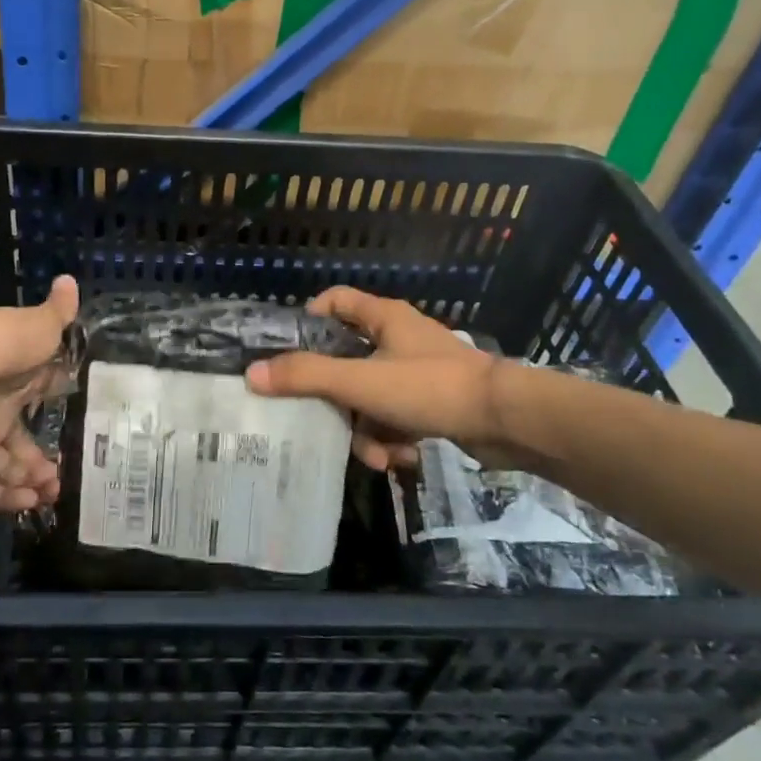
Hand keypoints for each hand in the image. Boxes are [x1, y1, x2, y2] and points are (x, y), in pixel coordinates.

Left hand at [0, 276, 79, 511]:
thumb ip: (58, 313)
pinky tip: (28, 504)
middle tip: (60, 480)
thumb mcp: (38, 326)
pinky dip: (4, 497)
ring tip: (51, 495)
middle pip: (19, 440)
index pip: (38, 394)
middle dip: (40, 462)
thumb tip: (70, 280)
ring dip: (27, 482)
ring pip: (3, 466)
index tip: (76, 425)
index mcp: (15, 375)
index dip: (54, 407)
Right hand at [246, 287, 528, 468]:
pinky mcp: (433, 402)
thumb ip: (307, 377)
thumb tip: (252, 374)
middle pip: (347, 362)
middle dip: (338, 401)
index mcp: (383, 318)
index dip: (309, 319)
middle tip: (327, 422)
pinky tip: (402, 460)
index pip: (335, 301)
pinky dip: (394, 439)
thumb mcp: (361, 382)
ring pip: (370, 398)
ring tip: (378, 456)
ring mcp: (417, 372)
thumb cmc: (430, 388)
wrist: (508, 421)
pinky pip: (396, 418)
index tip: (290, 352)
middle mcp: (398, 339)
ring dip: (368, 431)